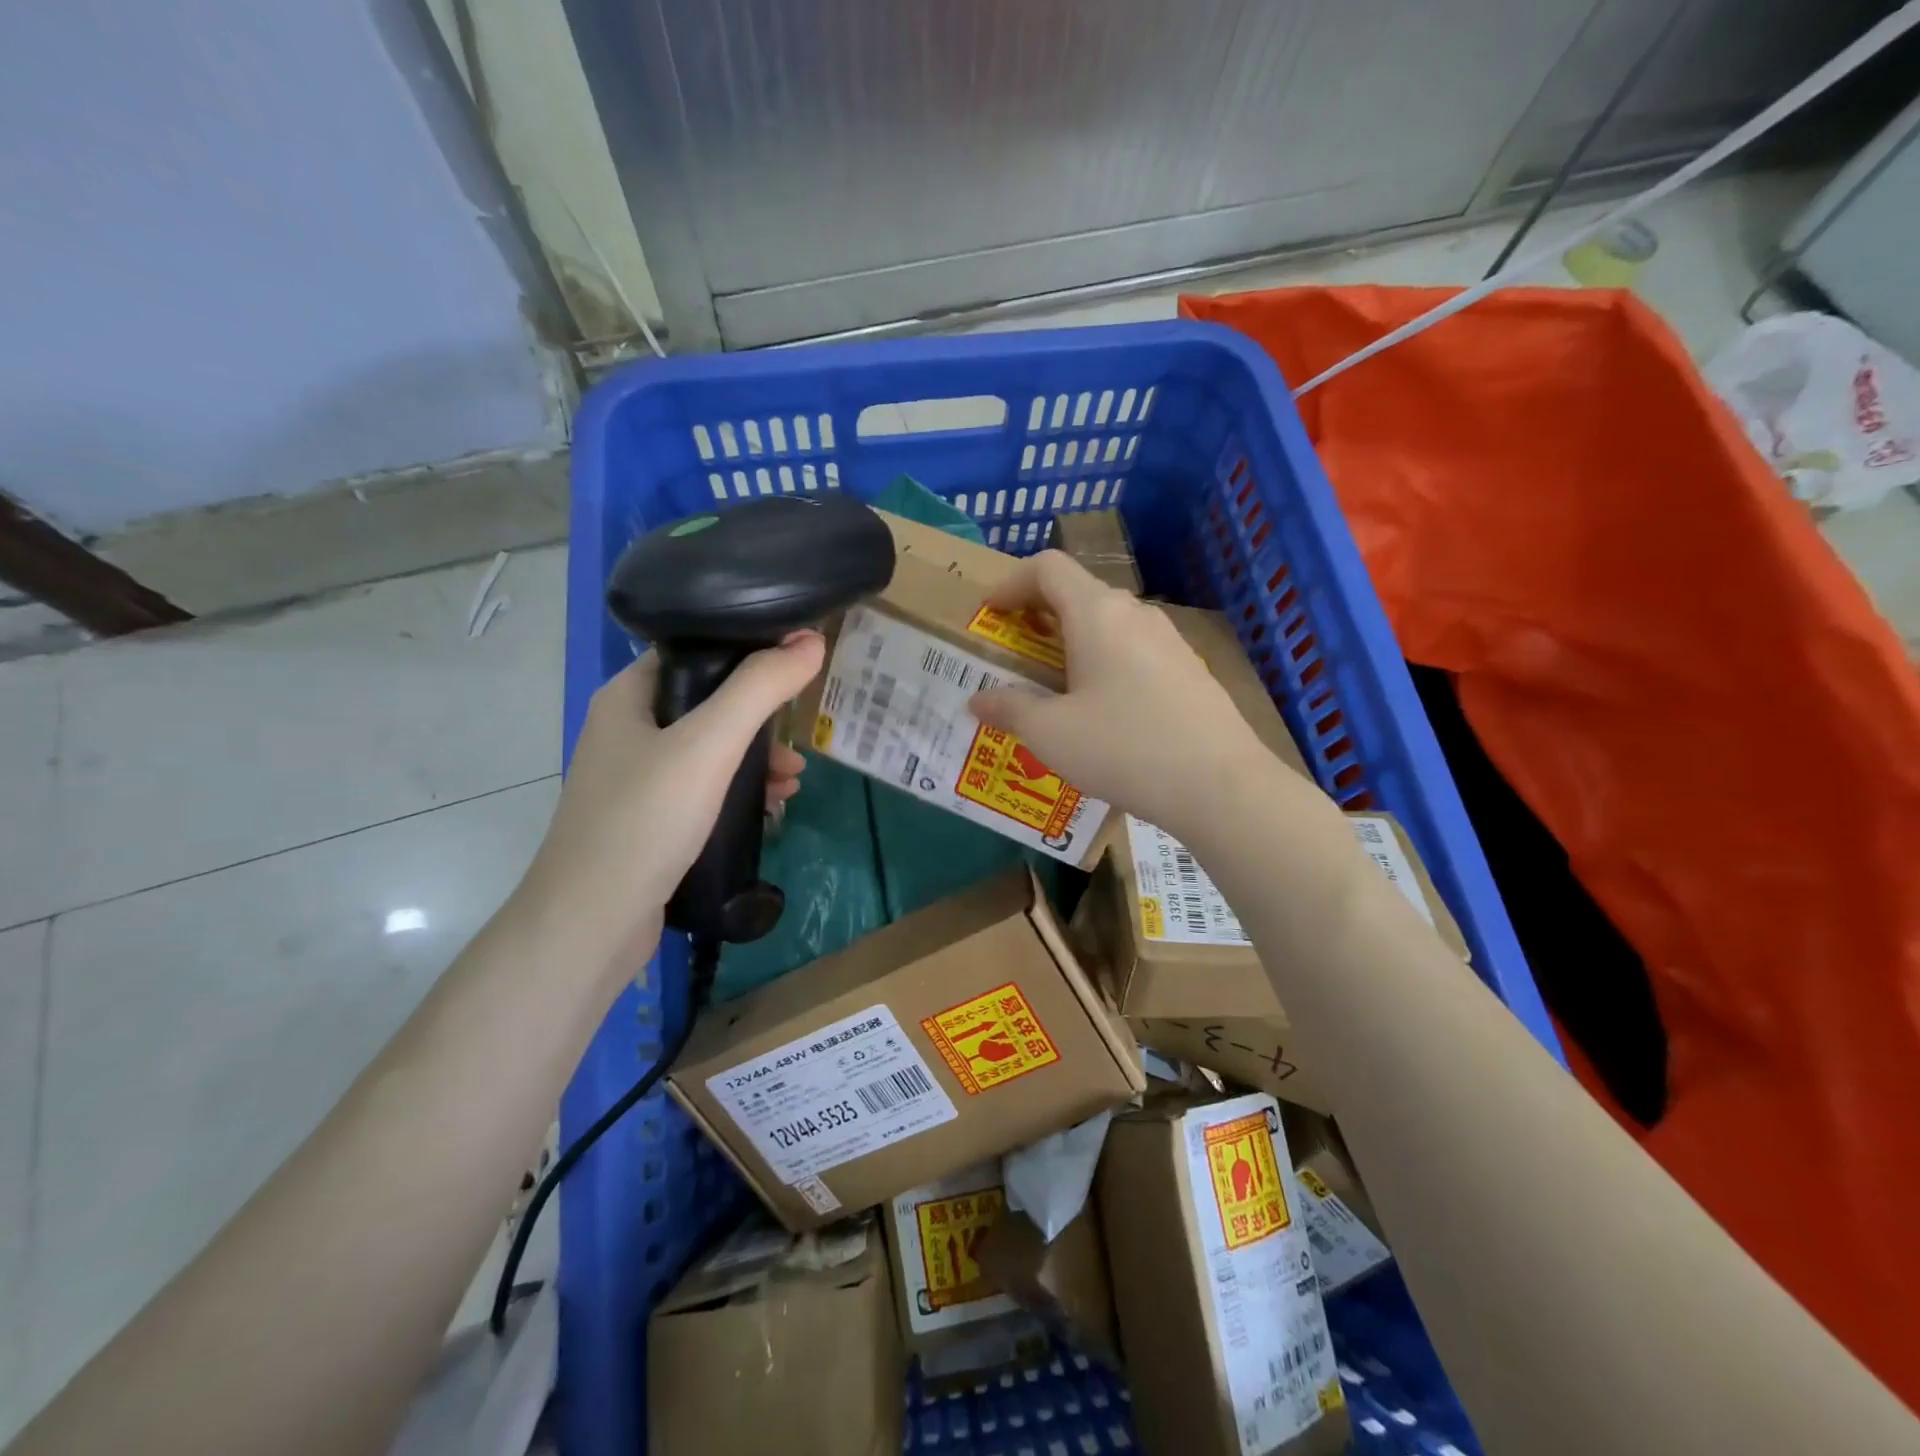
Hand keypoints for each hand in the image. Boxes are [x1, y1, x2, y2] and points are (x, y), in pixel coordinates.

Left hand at [514, 632, 824, 974]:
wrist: (590, 923)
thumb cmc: (645, 819)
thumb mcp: (709, 745)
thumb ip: (760, 689)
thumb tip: (812, 641)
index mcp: (628, 696)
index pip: (693, 650)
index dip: (746, 649)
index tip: (795, 661)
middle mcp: (628, 730)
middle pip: (708, 702)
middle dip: (760, 716)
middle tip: (799, 733)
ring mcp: (637, 779)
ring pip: (710, 750)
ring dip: (756, 758)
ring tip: (795, 779)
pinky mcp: (650, 820)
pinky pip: (704, 789)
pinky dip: (739, 791)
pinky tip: (772, 807)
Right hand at [968, 552, 1273, 839]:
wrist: (1220, 785)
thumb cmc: (1123, 748)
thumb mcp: (1051, 734)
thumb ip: (1009, 709)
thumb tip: (978, 700)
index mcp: (1097, 614)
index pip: (1047, 568)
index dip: (1010, 582)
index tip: (989, 614)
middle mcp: (1135, 614)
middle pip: (1078, 593)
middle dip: (1038, 616)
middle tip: (1015, 654)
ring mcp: (1168, 640)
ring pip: (1108, 624)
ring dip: (1072, 642)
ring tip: (1054, 685)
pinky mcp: (1188, 669)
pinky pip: (1133, 650)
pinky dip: (1103, 662)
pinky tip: (1102, 710)